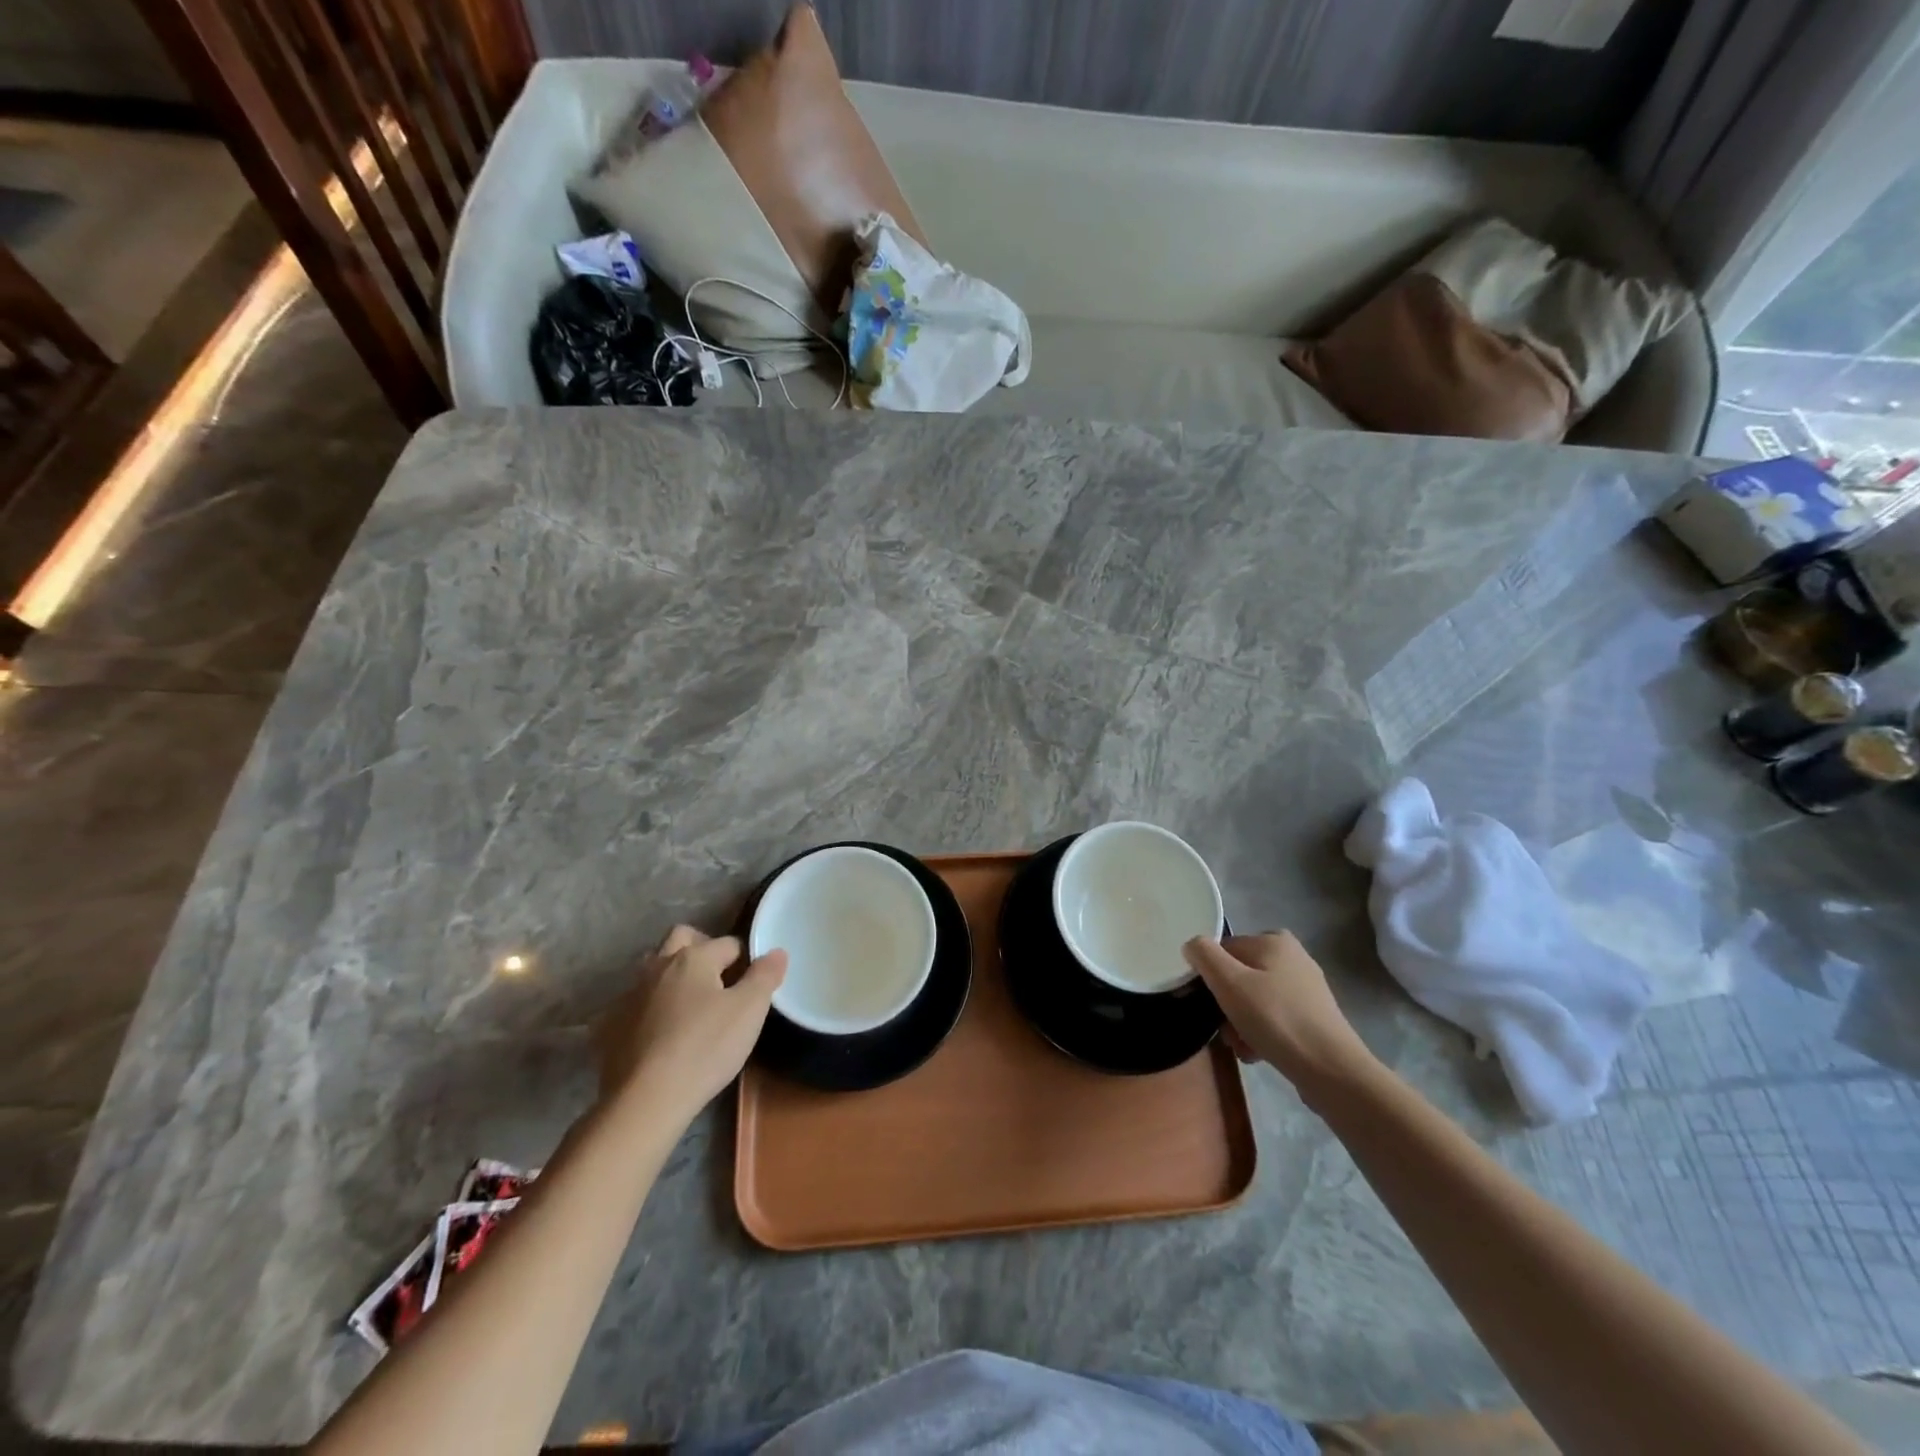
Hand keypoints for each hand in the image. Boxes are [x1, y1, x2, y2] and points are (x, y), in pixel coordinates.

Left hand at [595, 926, 786, 1121]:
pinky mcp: (610, 1025)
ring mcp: (630, 994)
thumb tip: (776, 951)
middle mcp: (659, 965)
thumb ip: (765, 976)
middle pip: (682, 938)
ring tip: (689, 1004)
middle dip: (702, 948)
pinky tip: (658, 1032)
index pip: (729, 943)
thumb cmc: (705, 1048)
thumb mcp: (749, 1011)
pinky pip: (634, 1002)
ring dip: (671, 974)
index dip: (745, 960)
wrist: (645, 1100)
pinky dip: (648, 1007)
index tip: (752, 985)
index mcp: (694, 957)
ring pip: (654, 967)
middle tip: (719, 979)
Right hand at [1184, 933, 1376, 1096]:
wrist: (1332, 1071)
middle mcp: (1293, 957)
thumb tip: (1192, 945)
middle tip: (1227, 1031)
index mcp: (1274, 940)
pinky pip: (1274, 1018)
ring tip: (1243, 1047)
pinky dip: (1262, 1033)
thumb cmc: (1276, 1019)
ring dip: (1241, 1023)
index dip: (1211, 977)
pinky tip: (1259, 1054)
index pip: (1224, 951)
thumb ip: (1204, 956)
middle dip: (1228, 1006)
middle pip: (1240, 977)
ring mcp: (1307, 988)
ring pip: (1255, 1000)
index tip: (1208, 1005)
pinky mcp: (1314, 1017)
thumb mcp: (1229, 983)